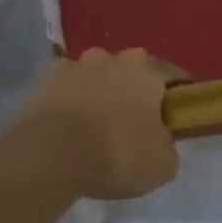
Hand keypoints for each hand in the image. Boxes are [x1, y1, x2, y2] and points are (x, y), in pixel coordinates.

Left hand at [13, 48, 182, 199]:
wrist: (49, 156)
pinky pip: (66, 90)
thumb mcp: (162, 165)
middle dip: (134, 94)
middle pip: (131, 73)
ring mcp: (73, 65)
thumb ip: (169, 147)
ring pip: (96, 78)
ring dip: (99, 95)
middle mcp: (110, 57)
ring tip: (95, 129)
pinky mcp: (43, 81)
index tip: (177, 120)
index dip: (179, 99)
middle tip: (134, 127)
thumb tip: (162, 143)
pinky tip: (68, 129)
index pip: (174, 77)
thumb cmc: (116, 154)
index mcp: (146, 69)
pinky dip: (70, 103)